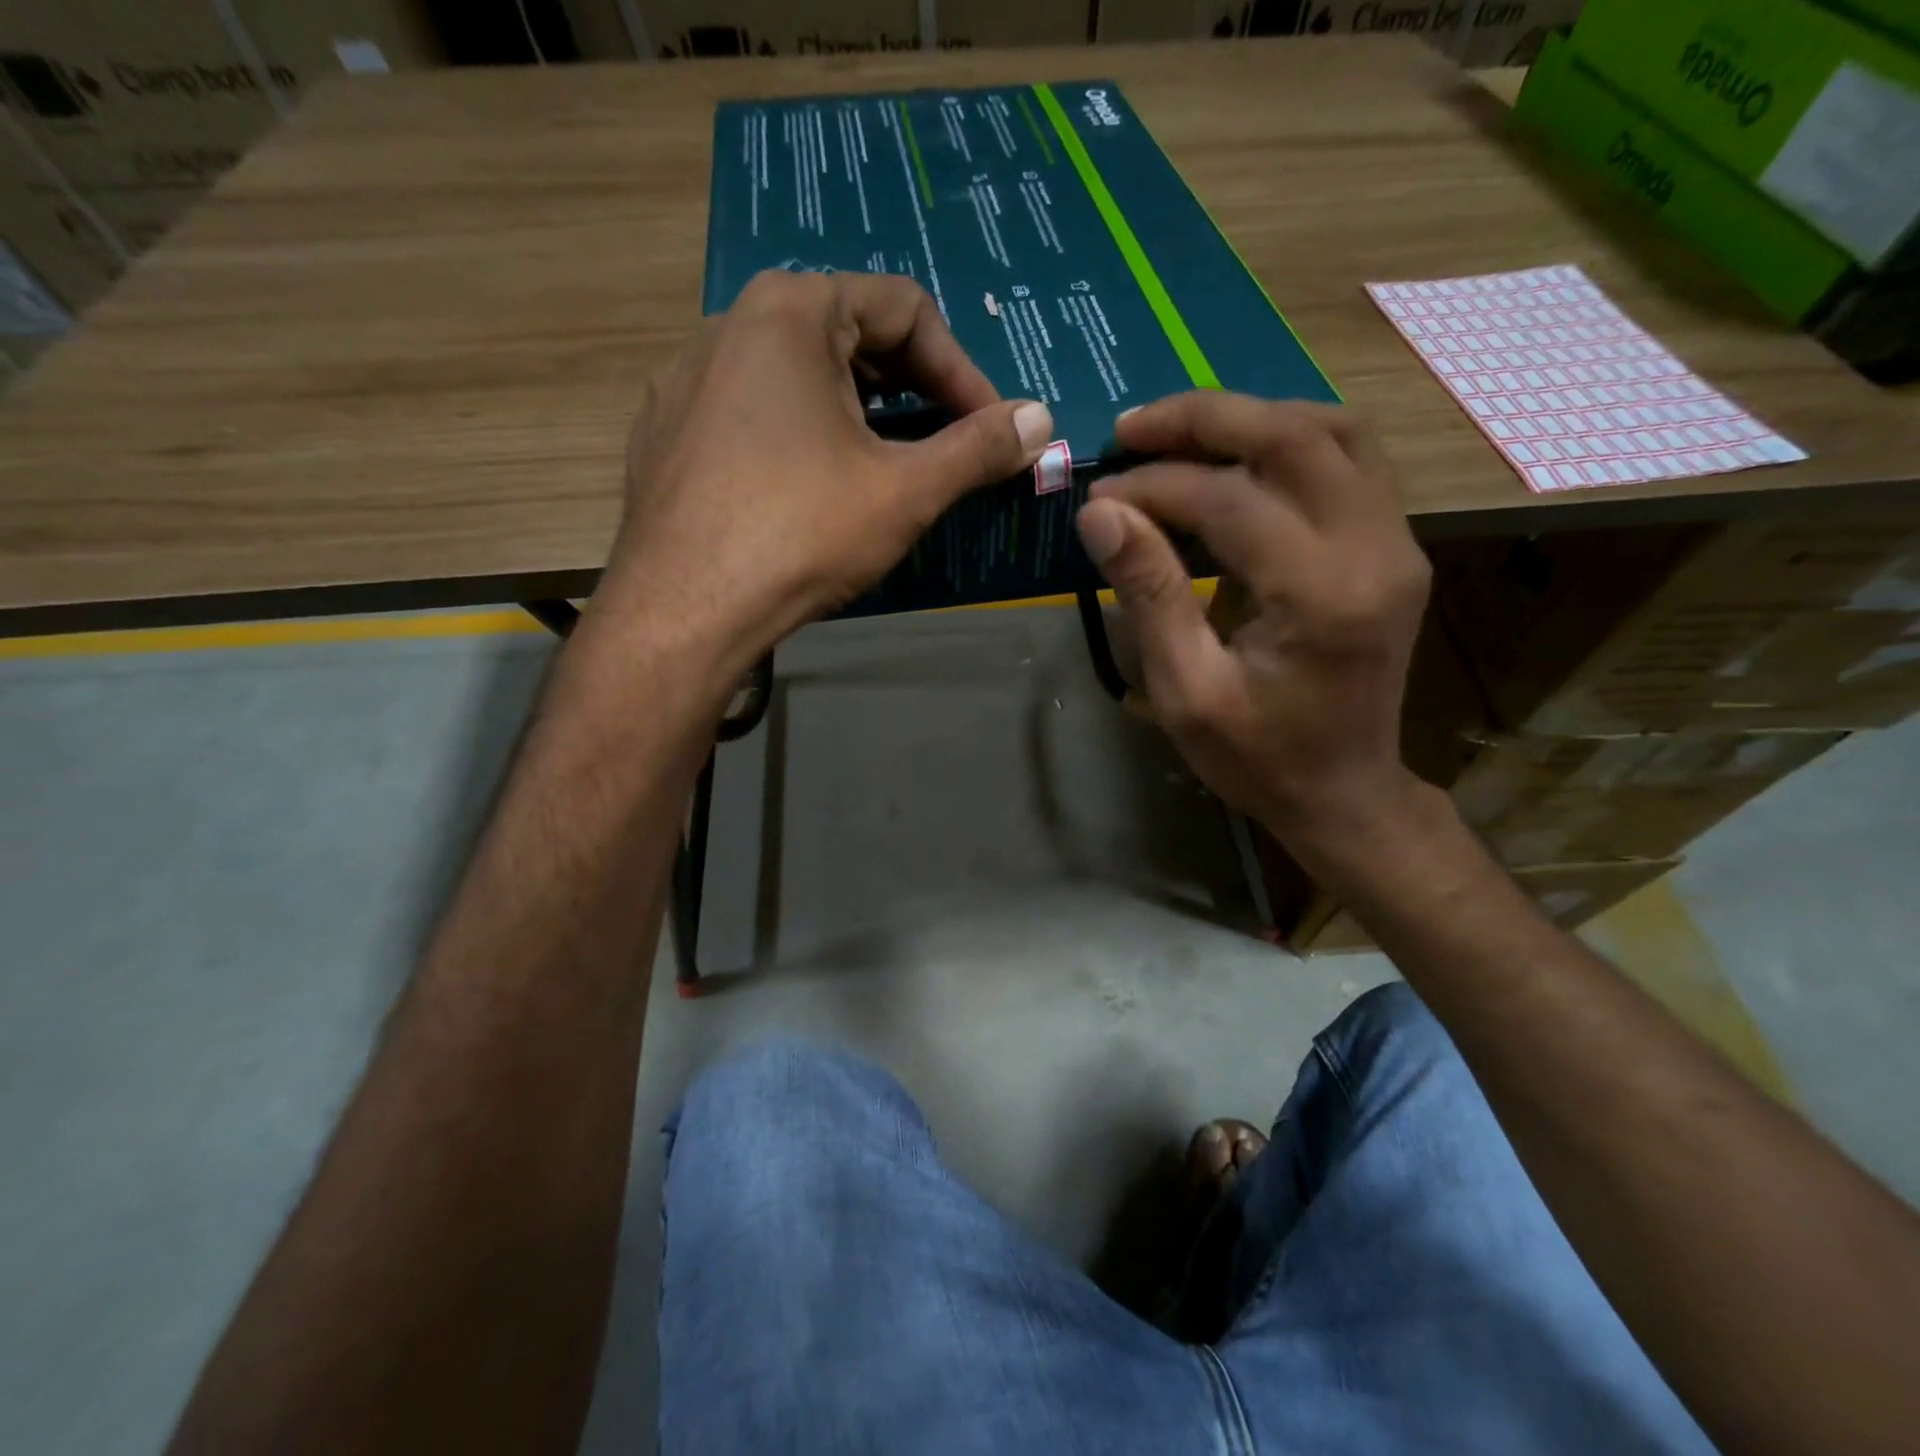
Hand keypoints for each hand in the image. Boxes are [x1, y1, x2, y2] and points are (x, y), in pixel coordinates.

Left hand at [597, 271, 1052, 678]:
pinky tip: (807, 488)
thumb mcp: (905, 491)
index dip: (962, 370)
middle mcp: (730, 323)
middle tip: (944, 445)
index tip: (991, 427)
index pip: (905, 309)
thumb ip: (978, 448)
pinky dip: (797, 434)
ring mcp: (687, 377)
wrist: (684, 610)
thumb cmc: (801, 534)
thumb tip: (1041, 419)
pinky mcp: (666, 430)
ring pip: (796, 374)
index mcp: (791, 311)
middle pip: (848, 334)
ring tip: (883, 466)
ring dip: (856, 412)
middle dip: (910, 388)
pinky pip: (750, 411)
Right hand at [1075, 393, 1430, 850]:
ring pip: (1332, 431)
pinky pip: (1347, 459)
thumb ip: (1149, 594)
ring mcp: (1397, 541)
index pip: (1231, 500)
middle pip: (1296, 435)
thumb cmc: (1258, 758)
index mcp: (1322, 596)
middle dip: (1204, 418)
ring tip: (1178, 436)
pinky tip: (1234, 460)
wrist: (1345, 792)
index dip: (1156, 485)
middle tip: (1131, 428)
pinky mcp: (1394, 545)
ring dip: (1251, 420)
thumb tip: (1100, 511)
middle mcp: (1375, 549)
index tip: (1099, 494)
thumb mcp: (1187, 692)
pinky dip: (1285, 442)